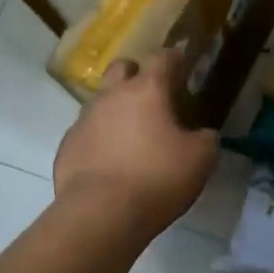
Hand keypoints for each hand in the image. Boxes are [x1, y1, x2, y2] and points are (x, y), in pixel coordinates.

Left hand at [54, 49, 218, 234]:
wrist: (100, 214)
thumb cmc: (157, 178)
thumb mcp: (200, 160)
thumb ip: (206, 139)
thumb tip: (203, 134)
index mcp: (146, 91)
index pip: (161, 58)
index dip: (173, 58)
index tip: (181, 62)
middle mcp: (111, 96)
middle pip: (121, 68)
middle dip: (136, 74)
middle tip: (152, 95)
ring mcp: (83, 120)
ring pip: (101, 102)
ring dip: (116, 110)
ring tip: (131, 136)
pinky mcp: (67, 146)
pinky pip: (86, 133)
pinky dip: (99, 140)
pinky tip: (110, 163)